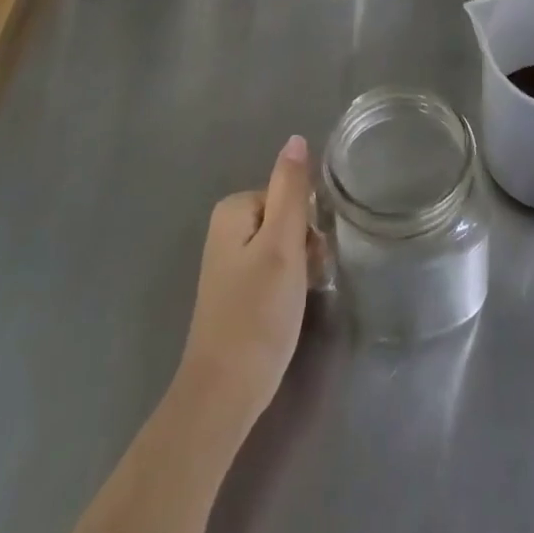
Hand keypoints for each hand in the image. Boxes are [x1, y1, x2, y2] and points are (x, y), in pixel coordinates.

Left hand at [175, 135, 311, 435]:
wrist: (224, 394)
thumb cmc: (258, 315)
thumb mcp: (283, 245)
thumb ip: (291, 189)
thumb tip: (295, 138)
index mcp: (233, 209)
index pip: (290, 196)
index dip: (307, 224)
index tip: (309, 257)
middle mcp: (226, 228)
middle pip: (286, 218)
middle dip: (304, 245)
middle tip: (304, 282)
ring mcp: (228, 261)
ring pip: (283, 245)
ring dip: (299, 267)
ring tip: (296, 300)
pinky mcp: (235, 290)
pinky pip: (272, 269)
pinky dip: (286, 285)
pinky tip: (286, 312)